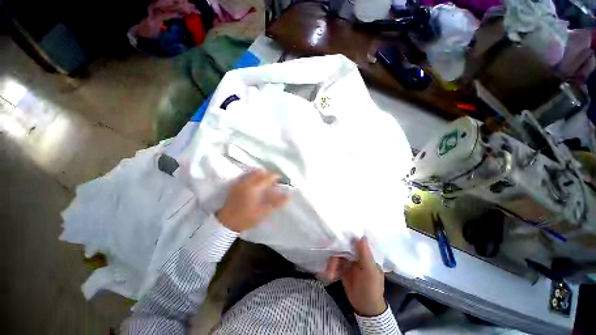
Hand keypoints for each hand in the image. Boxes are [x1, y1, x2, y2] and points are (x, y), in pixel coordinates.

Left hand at [217, 169, 290, 231]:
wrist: (226, 223)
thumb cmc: (246, 218)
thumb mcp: (264, 212)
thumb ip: (277, 202)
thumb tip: (289, 196)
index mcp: (254, 187)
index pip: (268, 176)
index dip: (277, 176)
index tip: (282, 180)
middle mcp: (246, 182)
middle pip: (261, 172)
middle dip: (270, 174)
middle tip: (275, 182)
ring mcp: (240, 182)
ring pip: (253, 172)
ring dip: (262, 175)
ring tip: (266, 183)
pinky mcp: (236, 185)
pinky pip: (247, 175)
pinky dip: (254, 176)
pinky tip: (257, 184)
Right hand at [323, 237, 386, 315]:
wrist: (365, 308)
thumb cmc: (371, 288)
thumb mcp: (370, 272)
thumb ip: (366, 255)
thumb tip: (362, 236)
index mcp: (365, 254)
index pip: (354, 241)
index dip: (345, 238)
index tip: (335, 237)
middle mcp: (356, 255)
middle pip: (342, 248)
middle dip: (334, 255)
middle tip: (330, 266)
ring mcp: (348, 262)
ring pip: (336, 256)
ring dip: (331, 264)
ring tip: (329, 275)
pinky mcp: (342, 269)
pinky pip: (334, 264)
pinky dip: (330, 268)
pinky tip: (328, 274)